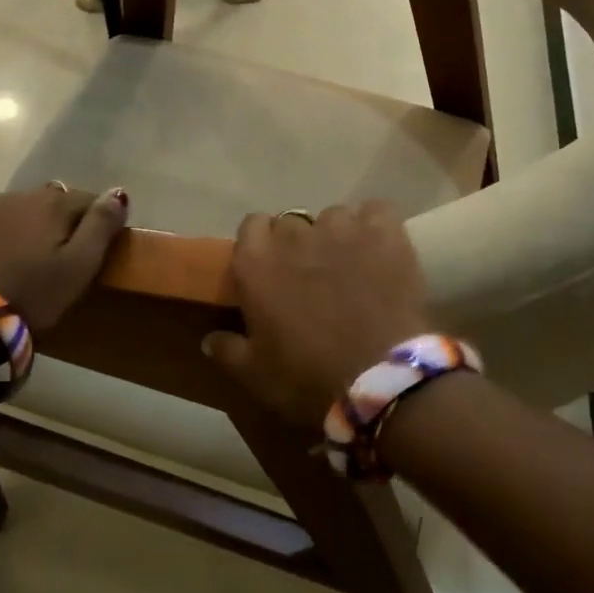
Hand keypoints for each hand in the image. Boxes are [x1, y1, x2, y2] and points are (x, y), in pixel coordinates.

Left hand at [0, 184, 129, 332]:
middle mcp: (23, 194)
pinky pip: (1, 216)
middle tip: (68, 257)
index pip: (90, 200)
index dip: (99, 222)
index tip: (98, 250)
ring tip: (37, 255)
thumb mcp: (80, 266)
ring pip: (28, 206)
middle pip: (58, 200)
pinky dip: (11, 226)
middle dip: (68, 220)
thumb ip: (101, 225)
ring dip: (38, 222)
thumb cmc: (34, 295)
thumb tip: (118, 192)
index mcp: (54, 202)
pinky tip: (9, 250)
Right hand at [202, 202, 431, 427]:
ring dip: (337, 237)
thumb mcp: (255, 374)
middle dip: (299, 245)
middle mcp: (294, 234)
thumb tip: (209, 339)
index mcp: (256, 261)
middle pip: (292, 223)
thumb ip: (228, 350)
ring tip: (351, 267)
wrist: (380, 380)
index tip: (272, 270)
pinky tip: (381, 251)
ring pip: (334, 218)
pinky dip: (376, 227)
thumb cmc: (307, 378)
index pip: (252, 226)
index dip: (263, 246)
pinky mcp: (384, 232)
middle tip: (312, 277)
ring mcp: (341, 228)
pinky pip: (376, 211)